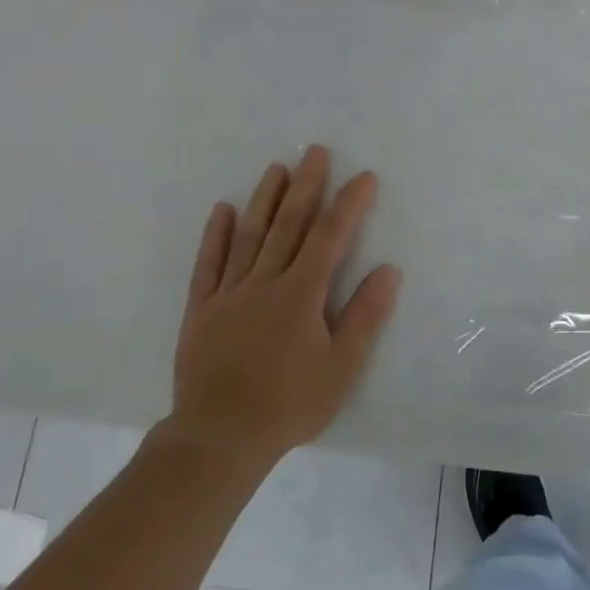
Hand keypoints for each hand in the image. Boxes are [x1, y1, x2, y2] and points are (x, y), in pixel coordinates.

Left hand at [168, 146, 400, 470]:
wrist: (219, 438)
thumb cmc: (289, 404)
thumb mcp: (341, 368)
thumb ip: (364, 316)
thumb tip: (389, 270)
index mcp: (301, 294)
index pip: (329, 237)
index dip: (349, 204)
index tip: (364, 177)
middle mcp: (264, 282)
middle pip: (288, 224)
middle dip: (306, 185)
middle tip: (315, 151)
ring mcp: (228, 293)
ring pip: (249, 235)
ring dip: (265, 198)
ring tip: (277, 168)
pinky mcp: (201, 309)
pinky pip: (208, 264)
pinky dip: (216, 235)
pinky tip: (223, 210)